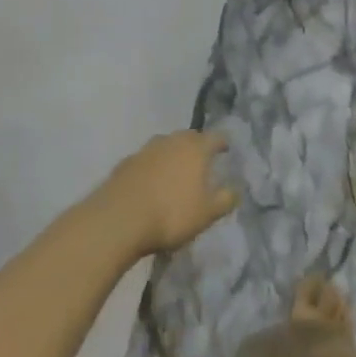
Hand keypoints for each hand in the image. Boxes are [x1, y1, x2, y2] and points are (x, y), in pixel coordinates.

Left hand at [96, 130, 237, 256]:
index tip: (226, 150)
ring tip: (176, 172)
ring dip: (172, 155)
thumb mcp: (207, 213)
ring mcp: (145, 150)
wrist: (119, 219)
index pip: (215, 137)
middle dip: (196, 146)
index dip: (222, 143)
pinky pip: (146, 160)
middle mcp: (171, 141)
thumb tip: (236, 189)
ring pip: (165, 146)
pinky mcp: (125, 163)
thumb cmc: (171, 214)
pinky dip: (152, 167)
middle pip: (188, 137)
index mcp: (195, 148)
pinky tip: (151, 183)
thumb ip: (225, 199)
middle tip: (201, 162)